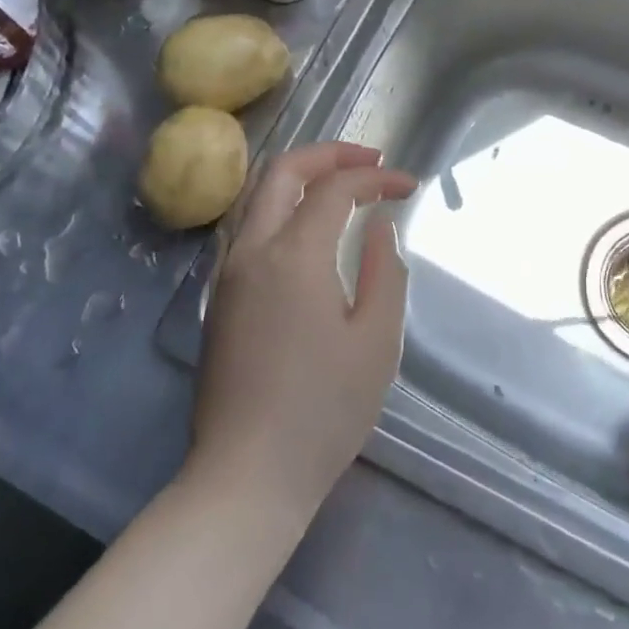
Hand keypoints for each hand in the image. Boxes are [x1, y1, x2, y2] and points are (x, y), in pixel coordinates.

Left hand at [187, 142, 416, 523]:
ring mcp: (227, 274)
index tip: (408, 186)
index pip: (335, 189)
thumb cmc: (323, 410)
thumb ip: (383, 272)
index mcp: (292, 255)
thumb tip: (378, 228)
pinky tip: (305, 226)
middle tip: (371, 160)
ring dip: (299, 176)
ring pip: (256, 195)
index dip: (375, 178)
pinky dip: (279, 205)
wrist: (247, 474)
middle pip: (281, 172)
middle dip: (329, 154)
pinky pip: (247, 226)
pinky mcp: (220, 298)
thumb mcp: (376, 342)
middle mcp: (251, 251)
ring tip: (340, 183)